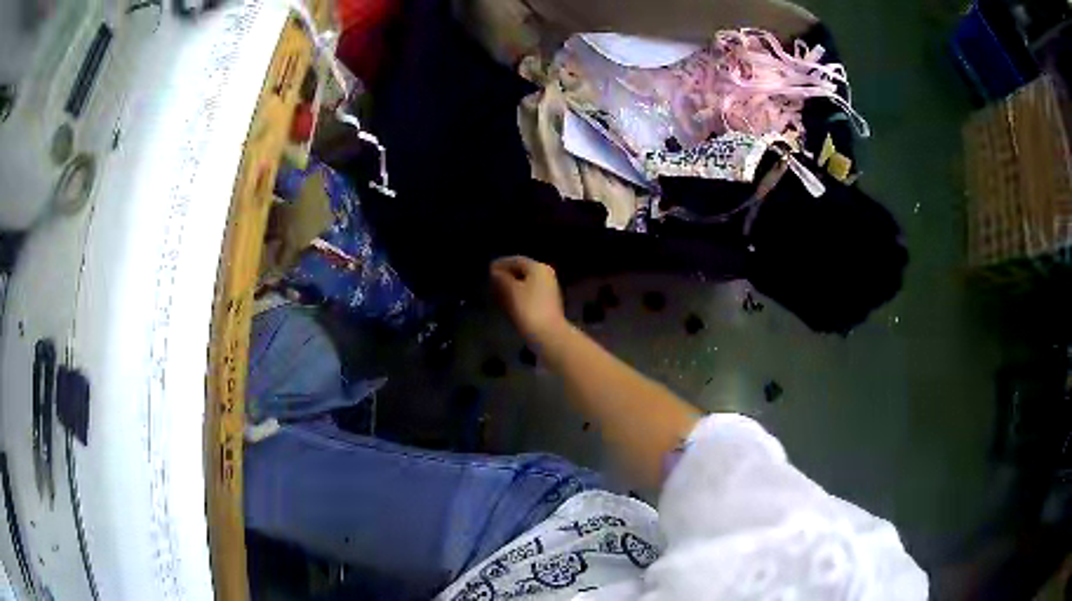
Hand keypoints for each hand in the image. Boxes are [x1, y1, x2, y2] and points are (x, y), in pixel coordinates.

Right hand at [490, 256, 566, 343]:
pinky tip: (507, 302)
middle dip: (506, 275)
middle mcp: (545, 275)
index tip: (488, 270)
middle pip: (522, 271)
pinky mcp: (547, 303)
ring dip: (511, 286)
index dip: (500, 264)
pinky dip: (518, 294)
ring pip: (525, 283)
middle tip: (491, 281)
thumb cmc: (528, 309)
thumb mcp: (510, 290)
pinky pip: (529, 293)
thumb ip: (501, 278)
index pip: (516, 260)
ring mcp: (548, 290)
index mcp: (538, 268)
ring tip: (496, 292)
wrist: (548, 335)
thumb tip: (495, 272)